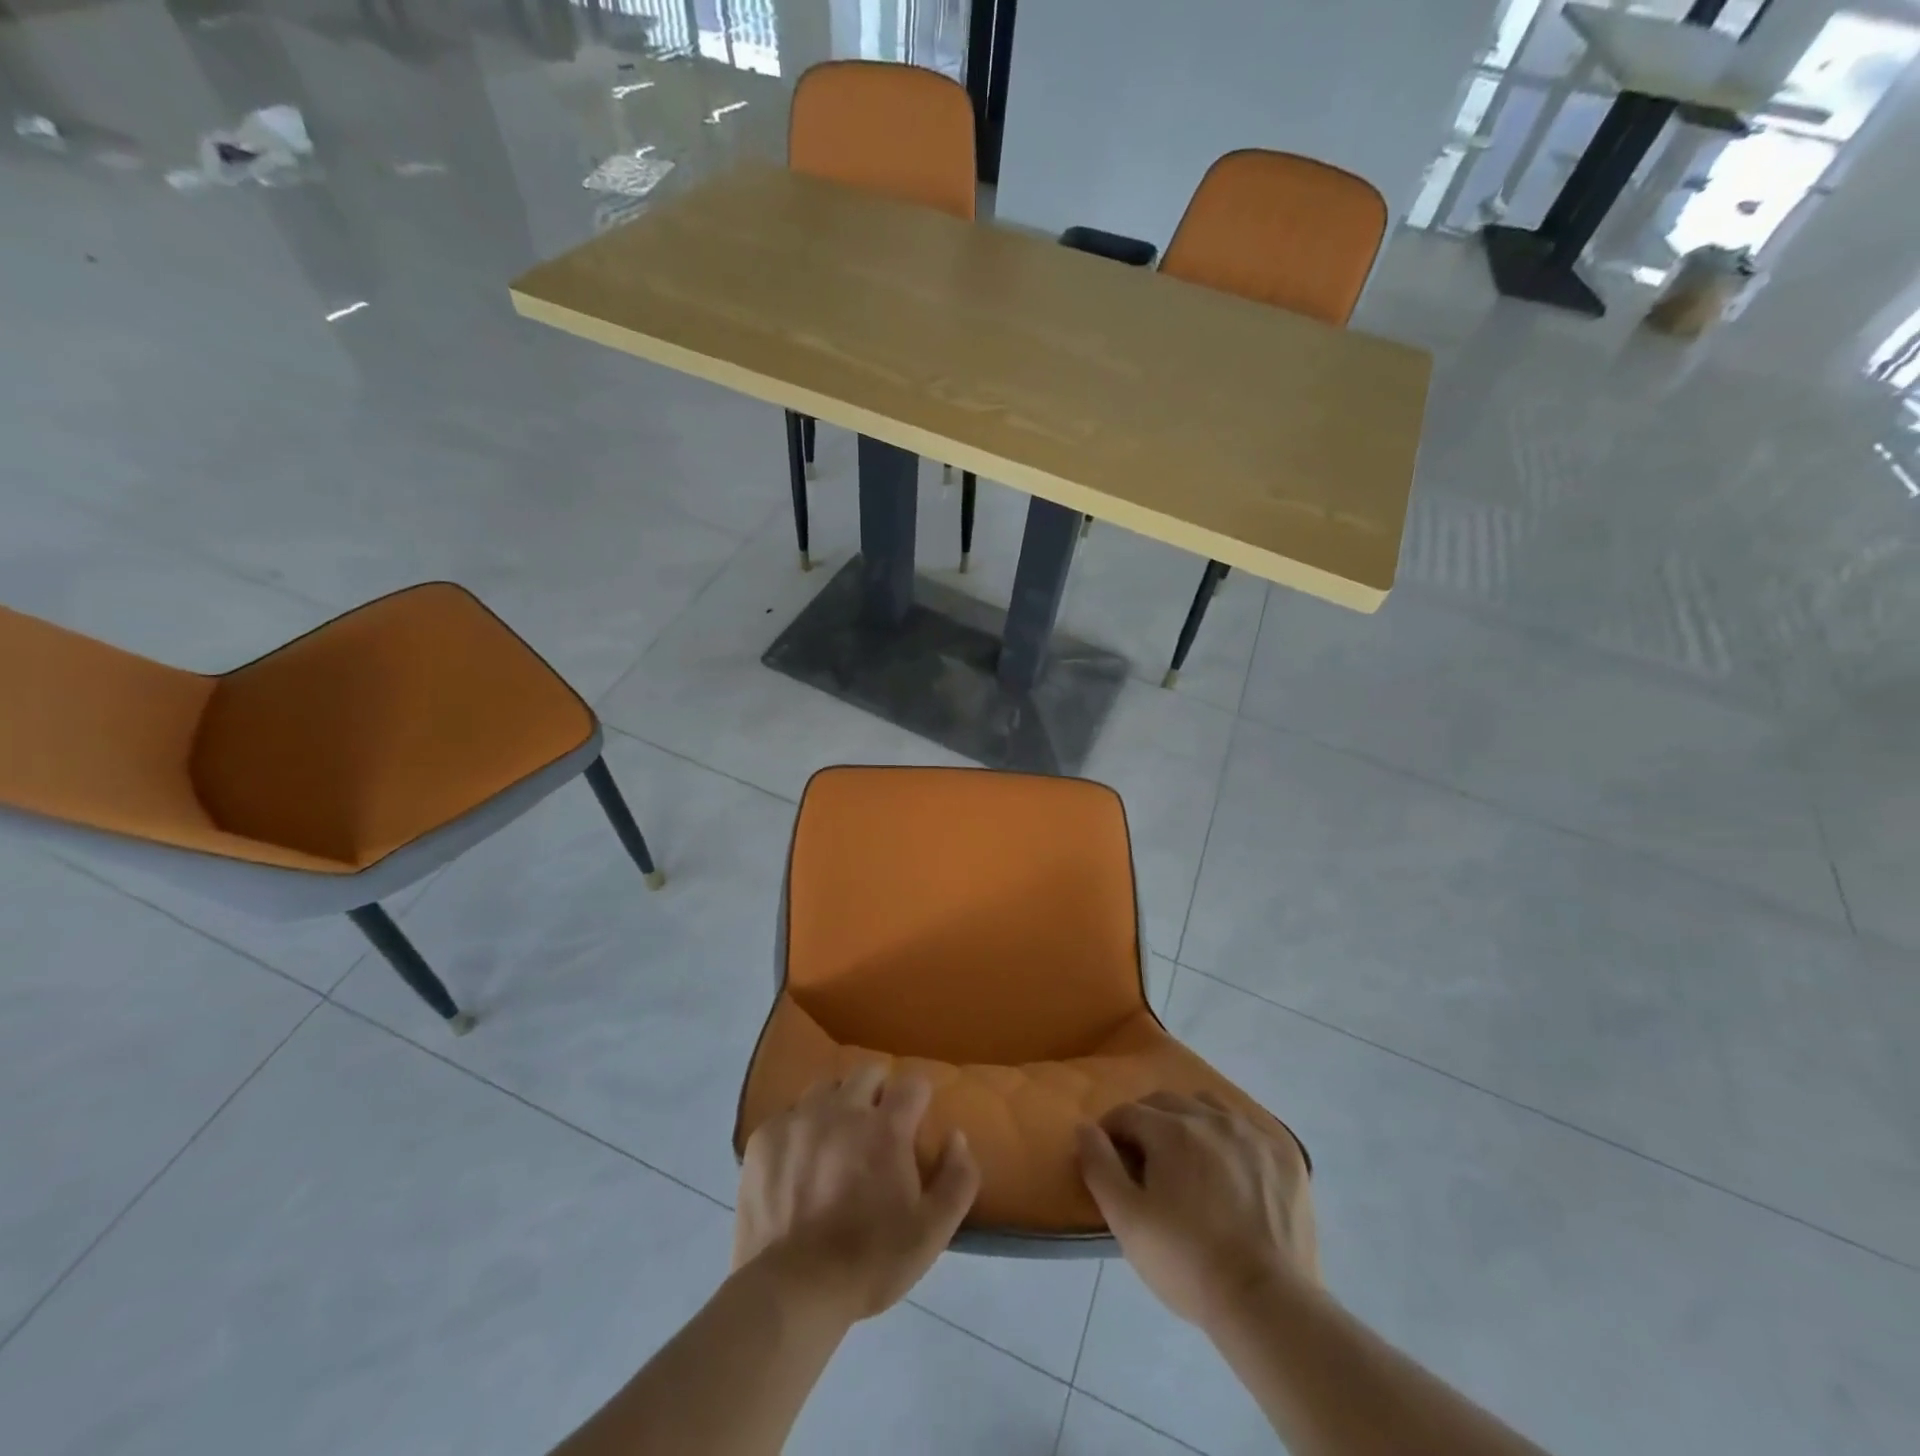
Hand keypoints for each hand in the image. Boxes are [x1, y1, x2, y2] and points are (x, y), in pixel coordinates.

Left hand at [734, 1065, 979, 1322]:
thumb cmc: (869, 1263)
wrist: (791, 1291)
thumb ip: (957, 1179)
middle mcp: (843, 1109)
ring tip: (836, 1140)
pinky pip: (790, 1114)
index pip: (913, 1083)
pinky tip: (799, 1161)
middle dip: (879, 1091)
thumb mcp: (932, 1233)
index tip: (915, 1122)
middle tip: (878, 1128)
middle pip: (868, 1072)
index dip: (918, 1099)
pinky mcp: (765, 1136)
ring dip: (838, 1104)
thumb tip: (957, 1136)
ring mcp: (800, 1118)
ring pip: (827, 1087)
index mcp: (886, 1128)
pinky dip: (800, 1129)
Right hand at [1077, 1092, 1317, 1327]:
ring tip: (1189, 1158)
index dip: (1111, 1132)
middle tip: (1145, 1161)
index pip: (1127, 1113)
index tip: (1110, 1159)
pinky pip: (1248, 1126)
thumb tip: (1085, 1127)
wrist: (1267, 1303)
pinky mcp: (1285, 1155)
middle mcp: (1211, 1118)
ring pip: (1208, 1105)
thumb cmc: (1187, 1262)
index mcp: (1171, 1130)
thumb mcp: (1127, 1221)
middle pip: (1166, 1102)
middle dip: (1147, 1122)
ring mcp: (1252, 1133)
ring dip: (1189, 1120)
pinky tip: (1230, 1166)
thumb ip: (1099, 1166)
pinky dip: (1230, 1136)